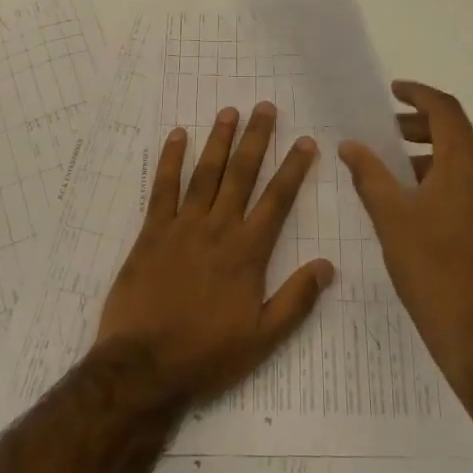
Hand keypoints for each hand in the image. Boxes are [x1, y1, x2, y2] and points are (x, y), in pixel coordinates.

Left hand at [94, 102, 333, 402]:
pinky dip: (170, 159)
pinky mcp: (151, 231)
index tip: (305, 142)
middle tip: (265, 107)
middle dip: (256, 138)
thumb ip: (296, 300)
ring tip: (229, 112)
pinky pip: (163, 188)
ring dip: (219, 140)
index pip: (277, 200)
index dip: (293, 168)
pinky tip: (178, 136)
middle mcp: (218, 228)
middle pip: (241, 174)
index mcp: (247, 252)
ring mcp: (182, 226)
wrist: (144, 366)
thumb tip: (328, 266)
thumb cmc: (206, 354)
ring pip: (206, 173)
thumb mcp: (262, 338)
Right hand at [339, 81, 472, 396]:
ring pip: (462, 159)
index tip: (393, 91)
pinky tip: (413, 200)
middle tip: (384, 131)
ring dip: (427, 152)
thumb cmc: (430, 267)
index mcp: (466, 164)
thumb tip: (350, 145)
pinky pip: (468, 182)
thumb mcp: (390, 215)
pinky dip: (440, 176)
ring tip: (392, 167)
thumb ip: (369, 174)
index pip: (446, 110)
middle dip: (418, 125)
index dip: (418, 94)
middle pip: (455, 132)